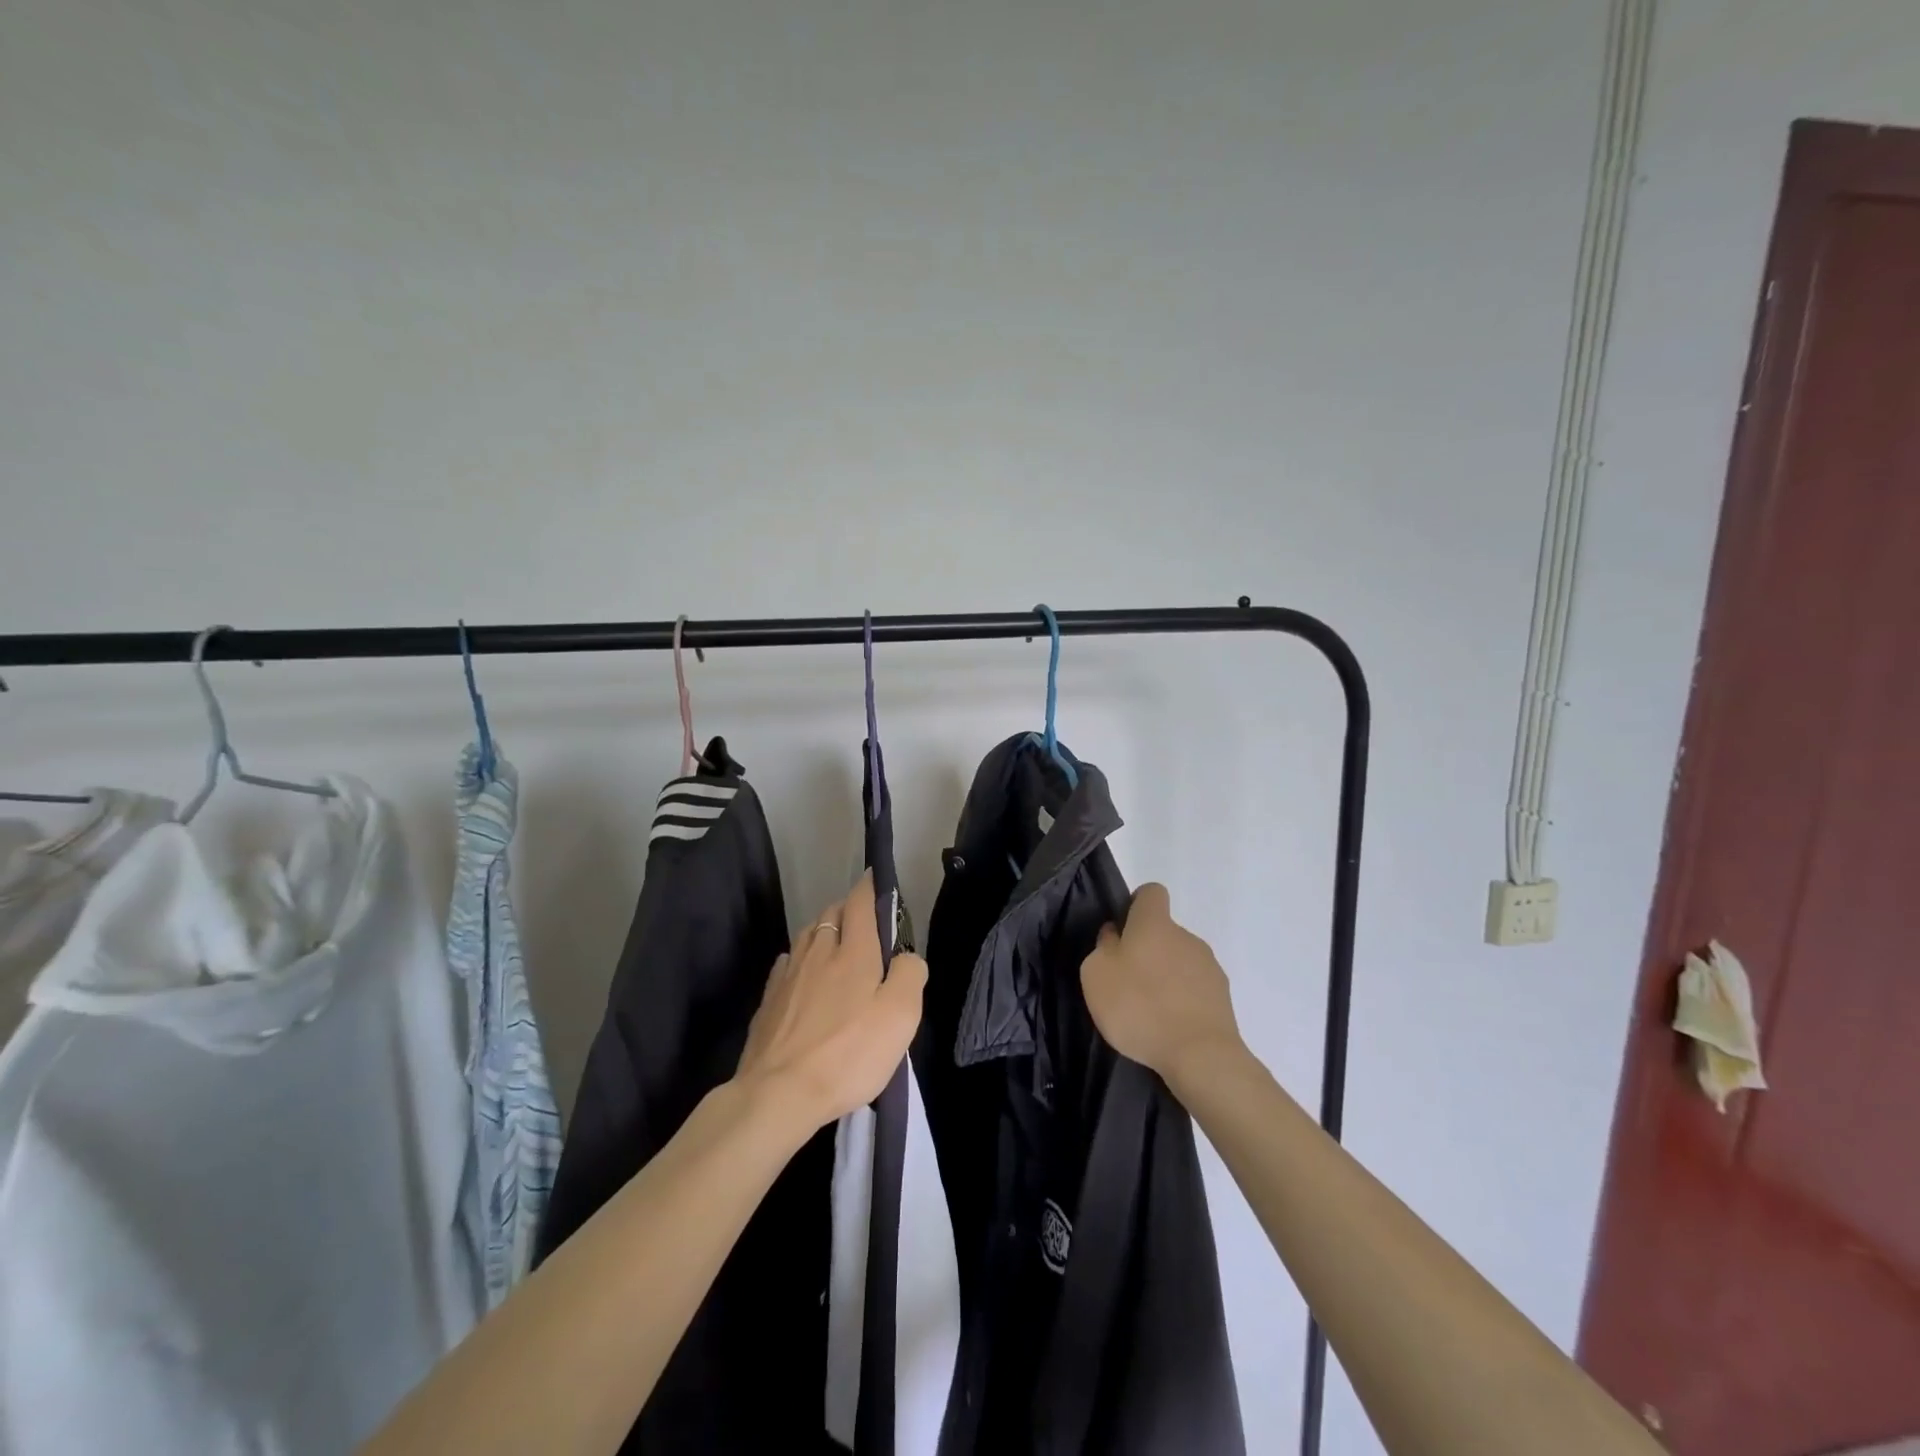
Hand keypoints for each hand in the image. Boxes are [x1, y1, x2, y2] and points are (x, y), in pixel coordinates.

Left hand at [735, 871, 927, 1134]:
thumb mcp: (900, 1016)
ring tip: (835, 942)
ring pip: (807, 935)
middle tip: (865, 921)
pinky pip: (787, 964)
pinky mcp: (768, 1001)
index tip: (877, 878)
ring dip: (823, 930)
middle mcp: (818, 953)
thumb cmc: (849, 1053)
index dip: (870, 887)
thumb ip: (910, 975)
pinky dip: (799, 958)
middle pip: (830, 914)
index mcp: (853, 952)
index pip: (860, 903)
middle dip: (848, 908)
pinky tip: (801, 971)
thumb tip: (907, 955)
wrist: (779, 1093)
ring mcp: (789, 976)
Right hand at [1081, 883, 1241, 1084]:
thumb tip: (1115, 936)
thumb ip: (1104, 947)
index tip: (1122, 931)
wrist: (1200, 1055)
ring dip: (1165, 977)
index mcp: (1155, 923)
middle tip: (1127, 982)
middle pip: (1164, 932)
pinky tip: (1169, 1026)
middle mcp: (1186, 936)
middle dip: (1147, 950)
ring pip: (1180, 961)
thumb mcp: (1097, 974)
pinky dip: (1182, 1000)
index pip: (1151, 892)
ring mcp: (1209, 966)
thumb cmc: (1139, 1006)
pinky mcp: (1222, 997)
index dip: (1136, 905)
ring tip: (1148, 1012)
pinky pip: (1195, 988)